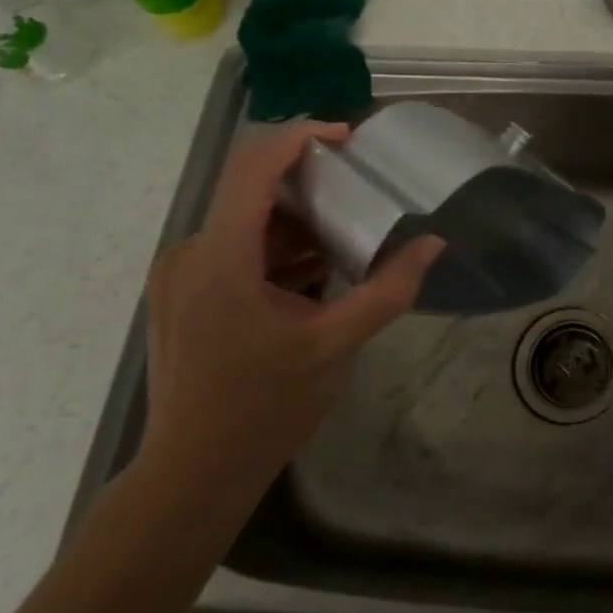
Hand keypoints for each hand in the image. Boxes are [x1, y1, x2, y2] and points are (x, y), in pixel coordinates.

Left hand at [137, 122, 442, 513]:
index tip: (347, 137)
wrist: (192, 475)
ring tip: (345, 244)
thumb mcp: (337, 345)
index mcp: (221, 258)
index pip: (254, 168)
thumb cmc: (265, 408)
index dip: (299, 137)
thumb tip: (432, 243)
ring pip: (244, 223)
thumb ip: (388, 289)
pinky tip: (311, 279)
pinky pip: (233, 251)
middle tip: (360, 196)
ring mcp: (179, 277)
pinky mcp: (180, 296)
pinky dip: (275, 252)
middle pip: (250, 191)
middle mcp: (190, 255)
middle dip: (309, 186)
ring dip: (295, 224)